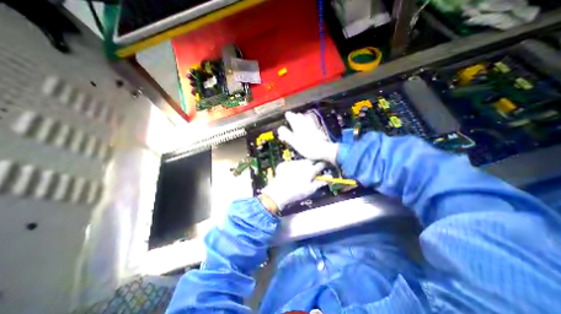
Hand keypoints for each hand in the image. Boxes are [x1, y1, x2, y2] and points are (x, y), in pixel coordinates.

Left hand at [260, 160, 326, 212]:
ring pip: (299, 162)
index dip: (322, 166)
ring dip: (300, 166)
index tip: (322, 168)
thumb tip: (329, 178)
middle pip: (310, 161)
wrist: (279, 192)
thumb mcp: (310, 190)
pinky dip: (291, 168)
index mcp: (310, 170)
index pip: (320, 165)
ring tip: (297, 175)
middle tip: (309, 173)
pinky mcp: (284, 164)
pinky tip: (288, 175)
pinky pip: (290, 164)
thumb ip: (320, 183)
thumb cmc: (297, 192)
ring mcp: (292, 163)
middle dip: (311, 165)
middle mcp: (302, 164)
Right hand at [278, 112, 339, 163]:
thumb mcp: (294, 143)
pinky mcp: (318, 128)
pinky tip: (309, 121)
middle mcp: (305, 123)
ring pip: (305, 117)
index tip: (286, 115)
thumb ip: (287, 135)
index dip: (288, 116)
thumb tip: (280, 129)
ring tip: (299, 117)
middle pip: (298, 116)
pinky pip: (312, 121)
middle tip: (291, 117)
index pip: (291, 117)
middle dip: (294, 116)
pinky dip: (309, 120)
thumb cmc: (307, 147)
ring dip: (301, 117)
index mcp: (298, 126)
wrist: (323, 150)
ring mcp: (312, 125)